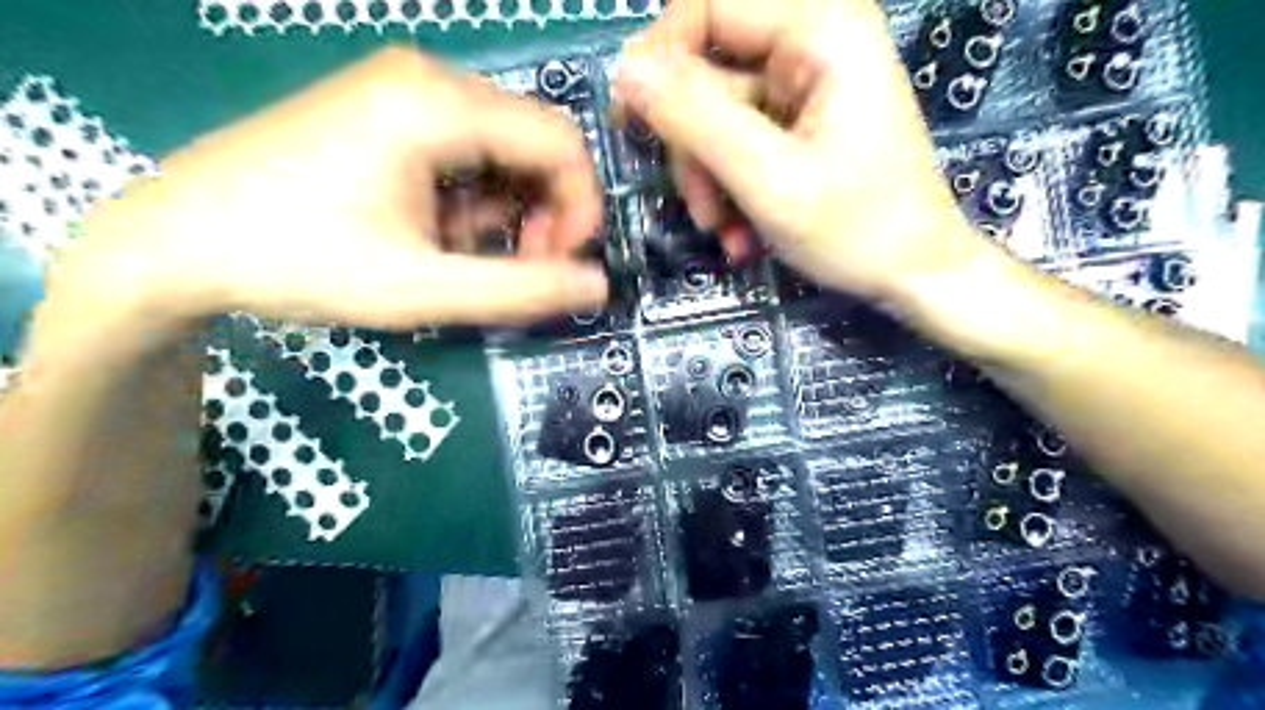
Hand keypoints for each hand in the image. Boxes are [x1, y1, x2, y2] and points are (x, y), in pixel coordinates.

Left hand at [52, 46, 612, 339]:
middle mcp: (428, 78)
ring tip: (464, 255)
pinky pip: (466, 150)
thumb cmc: (299, 261)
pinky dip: (473, 198)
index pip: (561, 144)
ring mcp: (403, 89)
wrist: (175, 241)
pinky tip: (438, 231)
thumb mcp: (421, 289)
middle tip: (518, 266)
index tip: (559, 264)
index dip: (581, 208)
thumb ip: (521, 290)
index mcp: (438, 105)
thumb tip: (598, 285)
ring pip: (503, 149)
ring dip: (507, 209)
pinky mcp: (387, 110)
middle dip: (545, 210)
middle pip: (535, 142)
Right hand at [614, 1, 986, 300]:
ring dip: (709, 179)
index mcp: (820, 28)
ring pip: (715, 116)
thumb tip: (624, 71)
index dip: (658, 61)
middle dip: (693, 148)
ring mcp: (804, 86)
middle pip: (706, 71)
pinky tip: (743, 232)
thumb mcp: (768, 177)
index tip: (631, 122)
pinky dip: (731, 187)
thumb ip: (695, 119)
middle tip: (702, 209)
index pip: (706, 6)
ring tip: (726, 231)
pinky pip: (738, 142)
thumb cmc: (858, 229)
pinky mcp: (798, 123)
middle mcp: (811, 41)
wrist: (916, 275)